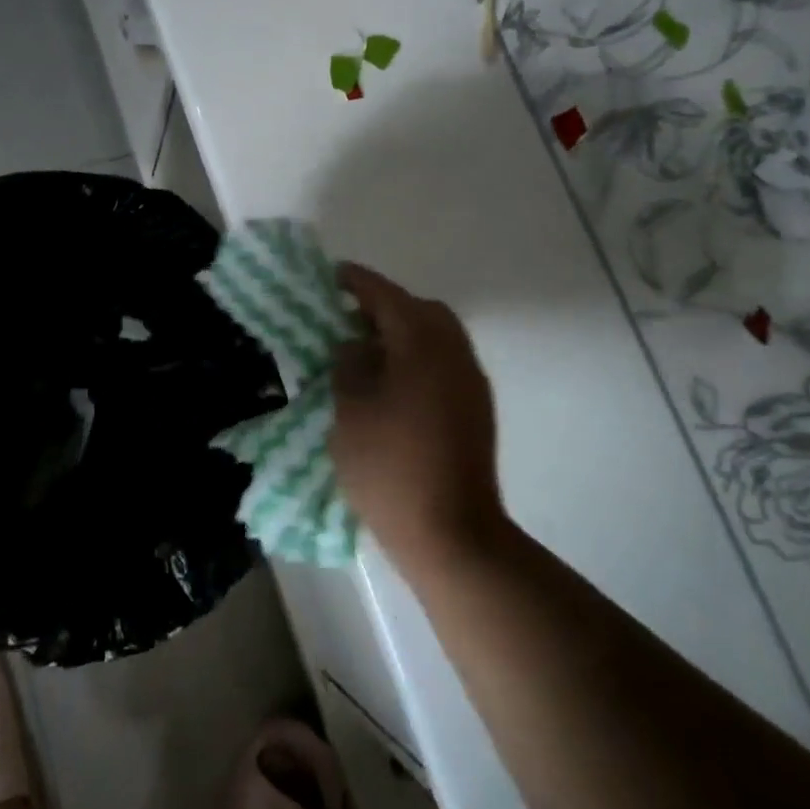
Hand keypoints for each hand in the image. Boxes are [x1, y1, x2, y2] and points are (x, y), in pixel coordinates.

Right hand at [330, 264, 503, 574]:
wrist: (452, 534)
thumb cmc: (390, 467)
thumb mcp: (350, 411)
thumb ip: (348, 366)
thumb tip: (354, 345)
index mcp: (422, 344)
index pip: (386, 296)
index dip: (357, 282)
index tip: (332, 274)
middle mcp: (454, 352)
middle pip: (420, 310)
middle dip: (384, 306)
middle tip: (348, 317)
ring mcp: (471, 381)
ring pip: (437, 336)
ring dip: (403, 333)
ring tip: (365, 350)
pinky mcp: (476, 408)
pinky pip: (444, 362)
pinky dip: (417, 356)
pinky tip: (391, 382)